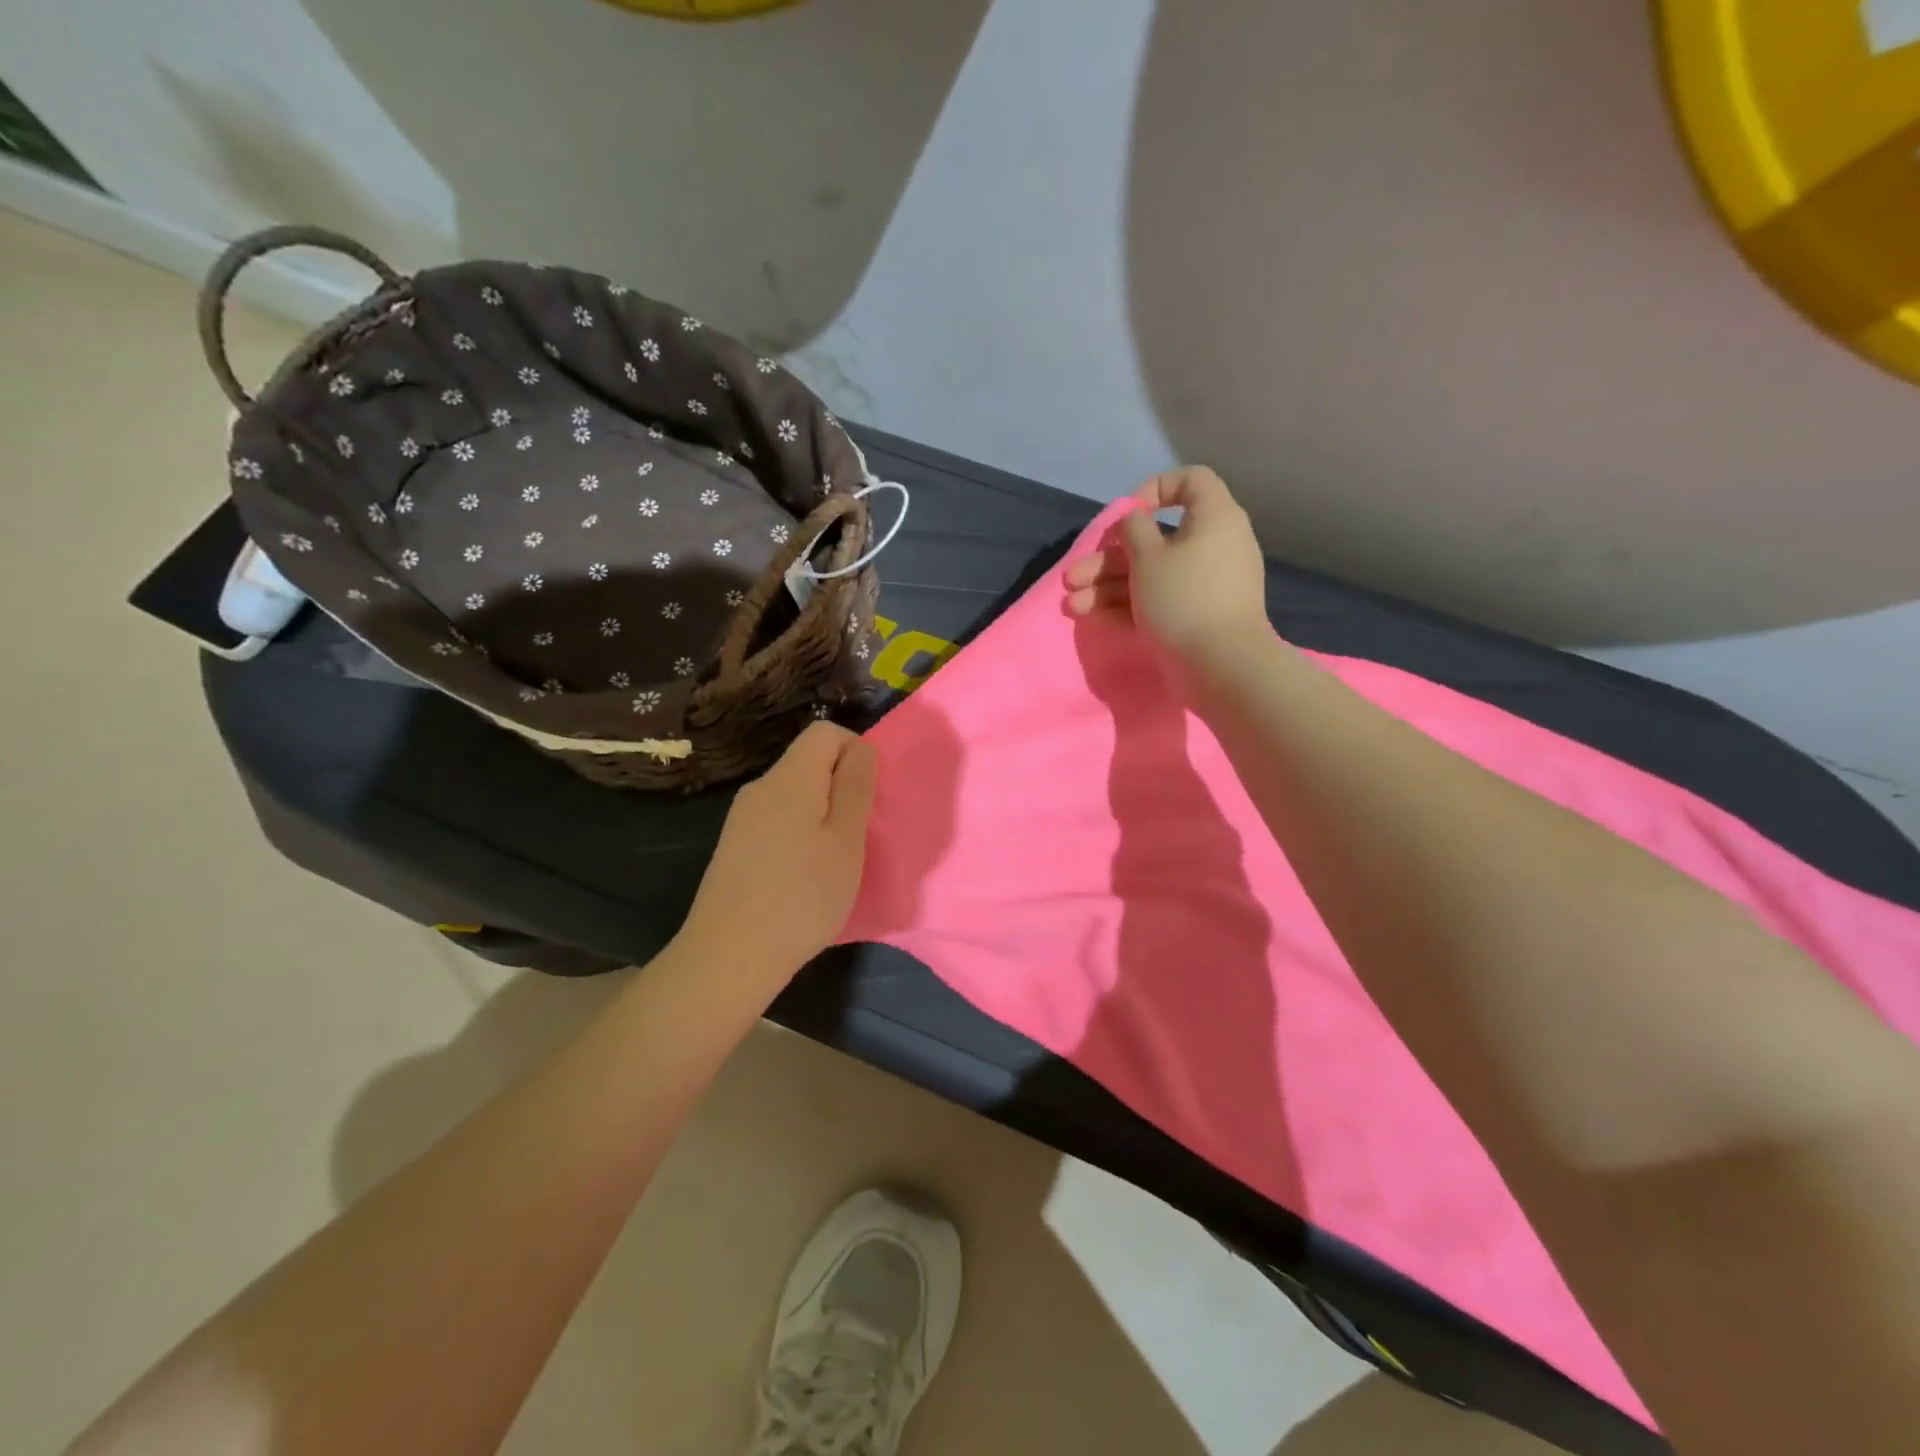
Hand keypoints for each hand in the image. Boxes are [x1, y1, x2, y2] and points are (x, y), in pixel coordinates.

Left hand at [678, 722, 877, 978]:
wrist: (728, 957)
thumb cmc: (801, 896)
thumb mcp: (846, 841)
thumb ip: (856, 787)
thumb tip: (861, 747)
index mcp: (789, 778)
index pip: (826, 732)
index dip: (856, 752)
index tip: (869, 797)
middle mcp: (760, 788)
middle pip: (809, 762)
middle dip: (842, 786)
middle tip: (859, 835)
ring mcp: (742, 818)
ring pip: (795, 794)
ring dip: (823, 814)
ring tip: (835, 860)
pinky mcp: (734, 846)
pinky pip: (777, 820)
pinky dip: (800, 834)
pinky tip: (803, 876)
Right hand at [1064, 467, 1270, 676]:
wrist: (1221, 666)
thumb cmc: (1183, 599)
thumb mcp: (1148, 557)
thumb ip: (1134, 531)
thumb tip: (1135, 520)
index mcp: (1214, 519)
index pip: (1191, 481)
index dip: (1155, 488)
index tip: (1128, 514)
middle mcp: (1212, 547)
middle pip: (1154, 540)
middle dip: (1107, 558)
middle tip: (1073, 577)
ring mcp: (1203, 585)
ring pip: (1150, 574)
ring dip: (1107, 586)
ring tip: (1073, 605)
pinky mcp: (1194, 616)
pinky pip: (1158, 600)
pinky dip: (1126, 605)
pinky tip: (1092, 616)